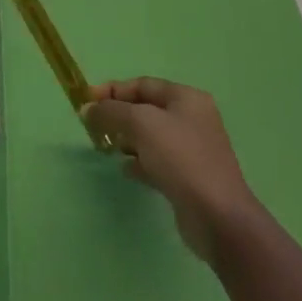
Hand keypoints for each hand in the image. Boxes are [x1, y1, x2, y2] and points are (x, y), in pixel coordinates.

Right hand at [83, 78, 263, 264]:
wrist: (216, 215)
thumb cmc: (180, 158)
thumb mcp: (141, 124)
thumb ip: (111, 112)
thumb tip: (87, 109)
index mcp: (186, 98)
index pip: (142, 85)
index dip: (112, 90)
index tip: (85, 102)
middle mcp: (192, 119)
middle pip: (146, 110)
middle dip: (118, 116)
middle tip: (93, 128)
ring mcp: (191, 149)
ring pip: (150, 137)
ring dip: (126, 139)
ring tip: (106, 148)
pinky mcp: (188, 177)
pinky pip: (156, 161)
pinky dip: (139, 162)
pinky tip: (126, 170)